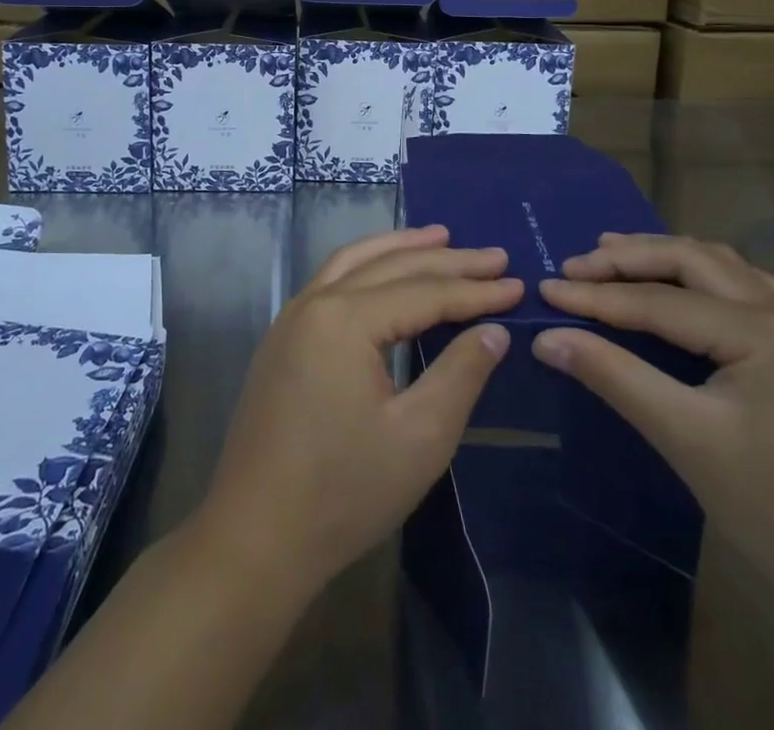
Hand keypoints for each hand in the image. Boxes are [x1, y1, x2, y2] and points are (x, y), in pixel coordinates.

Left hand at [191, 226, 521, 594]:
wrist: (255, 537)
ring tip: (440, 237)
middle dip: (446, 259)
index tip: (517, 283)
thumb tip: (494, 330)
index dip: (475, 291)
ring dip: (400, 247)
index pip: (424, 292)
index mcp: (345, 319)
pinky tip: (385, 272)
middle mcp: (315, 302)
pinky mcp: (283, 338)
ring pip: (354, 261)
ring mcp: (292, 317)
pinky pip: (332, 280)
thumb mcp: (420, 438)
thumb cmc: (344, 492)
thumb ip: (461, 373)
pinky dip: (367, 265)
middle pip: (391, 267)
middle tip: (494, 255)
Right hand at [534, 233, 773, 624]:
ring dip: (664, 258)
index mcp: (765, 331)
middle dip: (628, 258)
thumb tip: (546, 338)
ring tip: (613, 255)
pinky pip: (745, 288)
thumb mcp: (686, 440)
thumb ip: (614, 377)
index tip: (544, 289)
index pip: (660, 301)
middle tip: (574, 266)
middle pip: (692, 261)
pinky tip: (685, 285)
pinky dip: (702, 276)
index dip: (596, 296)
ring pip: (720, 266)